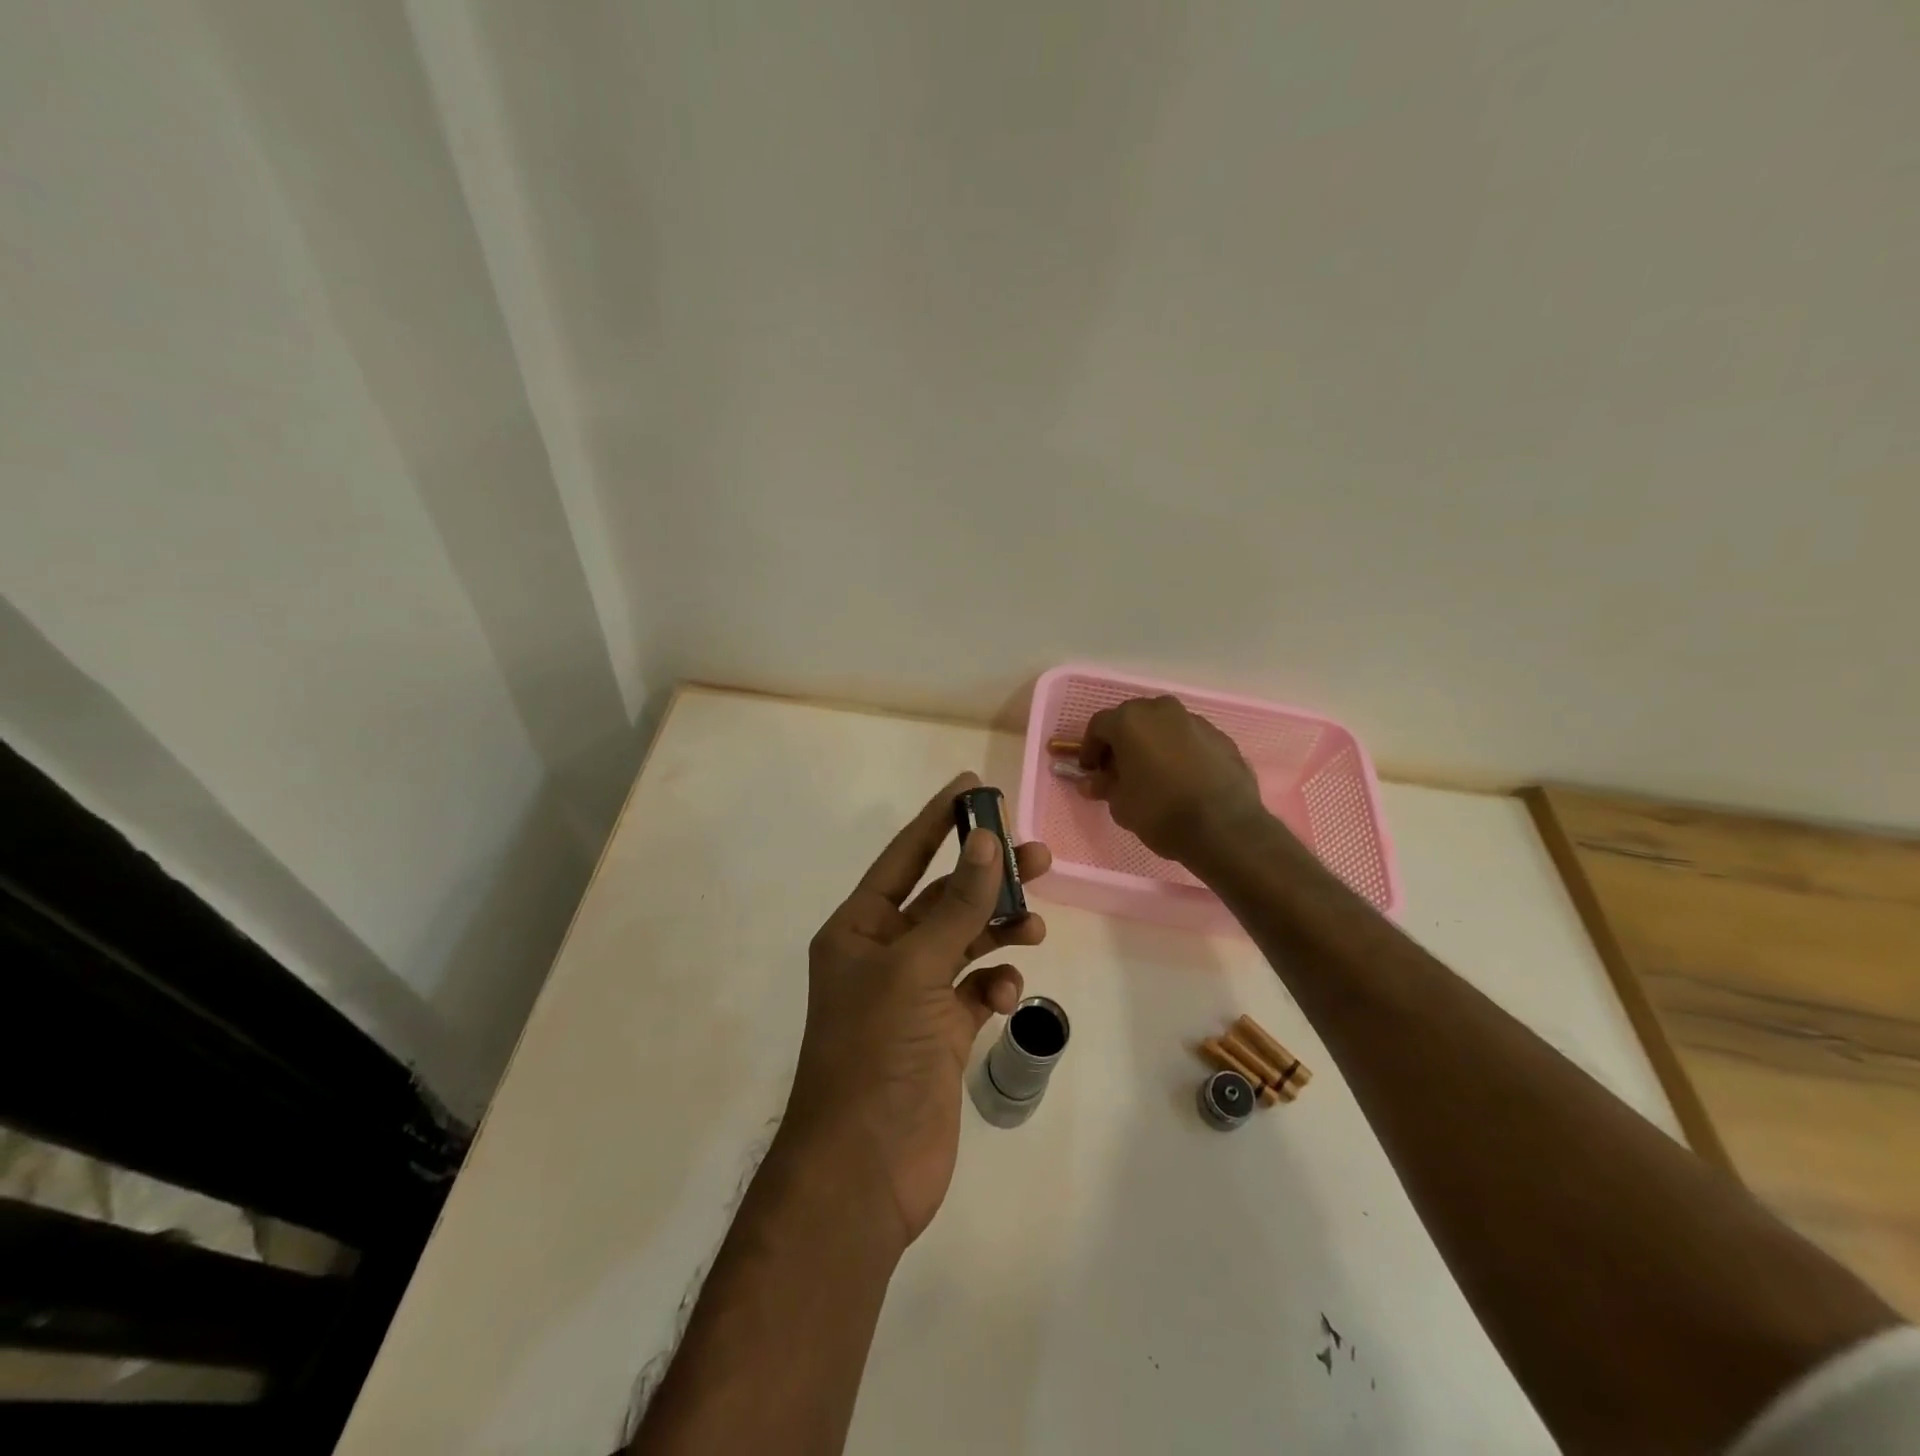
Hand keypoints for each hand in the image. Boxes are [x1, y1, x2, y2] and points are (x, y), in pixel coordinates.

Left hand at [785, 773, 1050, 1248]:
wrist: (864, 1171)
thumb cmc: (875, 1055)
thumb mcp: (916, 969)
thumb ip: (957, 906)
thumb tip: (986, 842)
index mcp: (859, 929)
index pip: (904, 857)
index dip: (938, 821)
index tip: (971, 787)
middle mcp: (883, 954)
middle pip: (943, 898)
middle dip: (987, 877)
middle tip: (1038, 856)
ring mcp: (912, 996)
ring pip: (965, 942)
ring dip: (999, 929)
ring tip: (1034, 925)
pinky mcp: (940, 1033)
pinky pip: (974, 990)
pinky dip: (995, 984)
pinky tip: (1007, 993)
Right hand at [1079, 696, 1267, 863]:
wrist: (1224, 827)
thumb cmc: (1160, 811)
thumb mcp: (1120, 804)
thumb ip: (1104, 786)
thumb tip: (1092, 781)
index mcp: (1130, 720)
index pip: (1099, 726)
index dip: (1090, 748)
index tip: (1090, 771)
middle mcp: (1162, 710)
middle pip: (1132, 719)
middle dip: (1122, 742)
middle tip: (1119, 770)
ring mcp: (1195, 720)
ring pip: (1164, 726)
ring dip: (1153, 743)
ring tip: (1153, 774)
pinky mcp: (1221, 736)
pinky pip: (1190, 739)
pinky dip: (1180, 751)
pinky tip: (1182, 778)